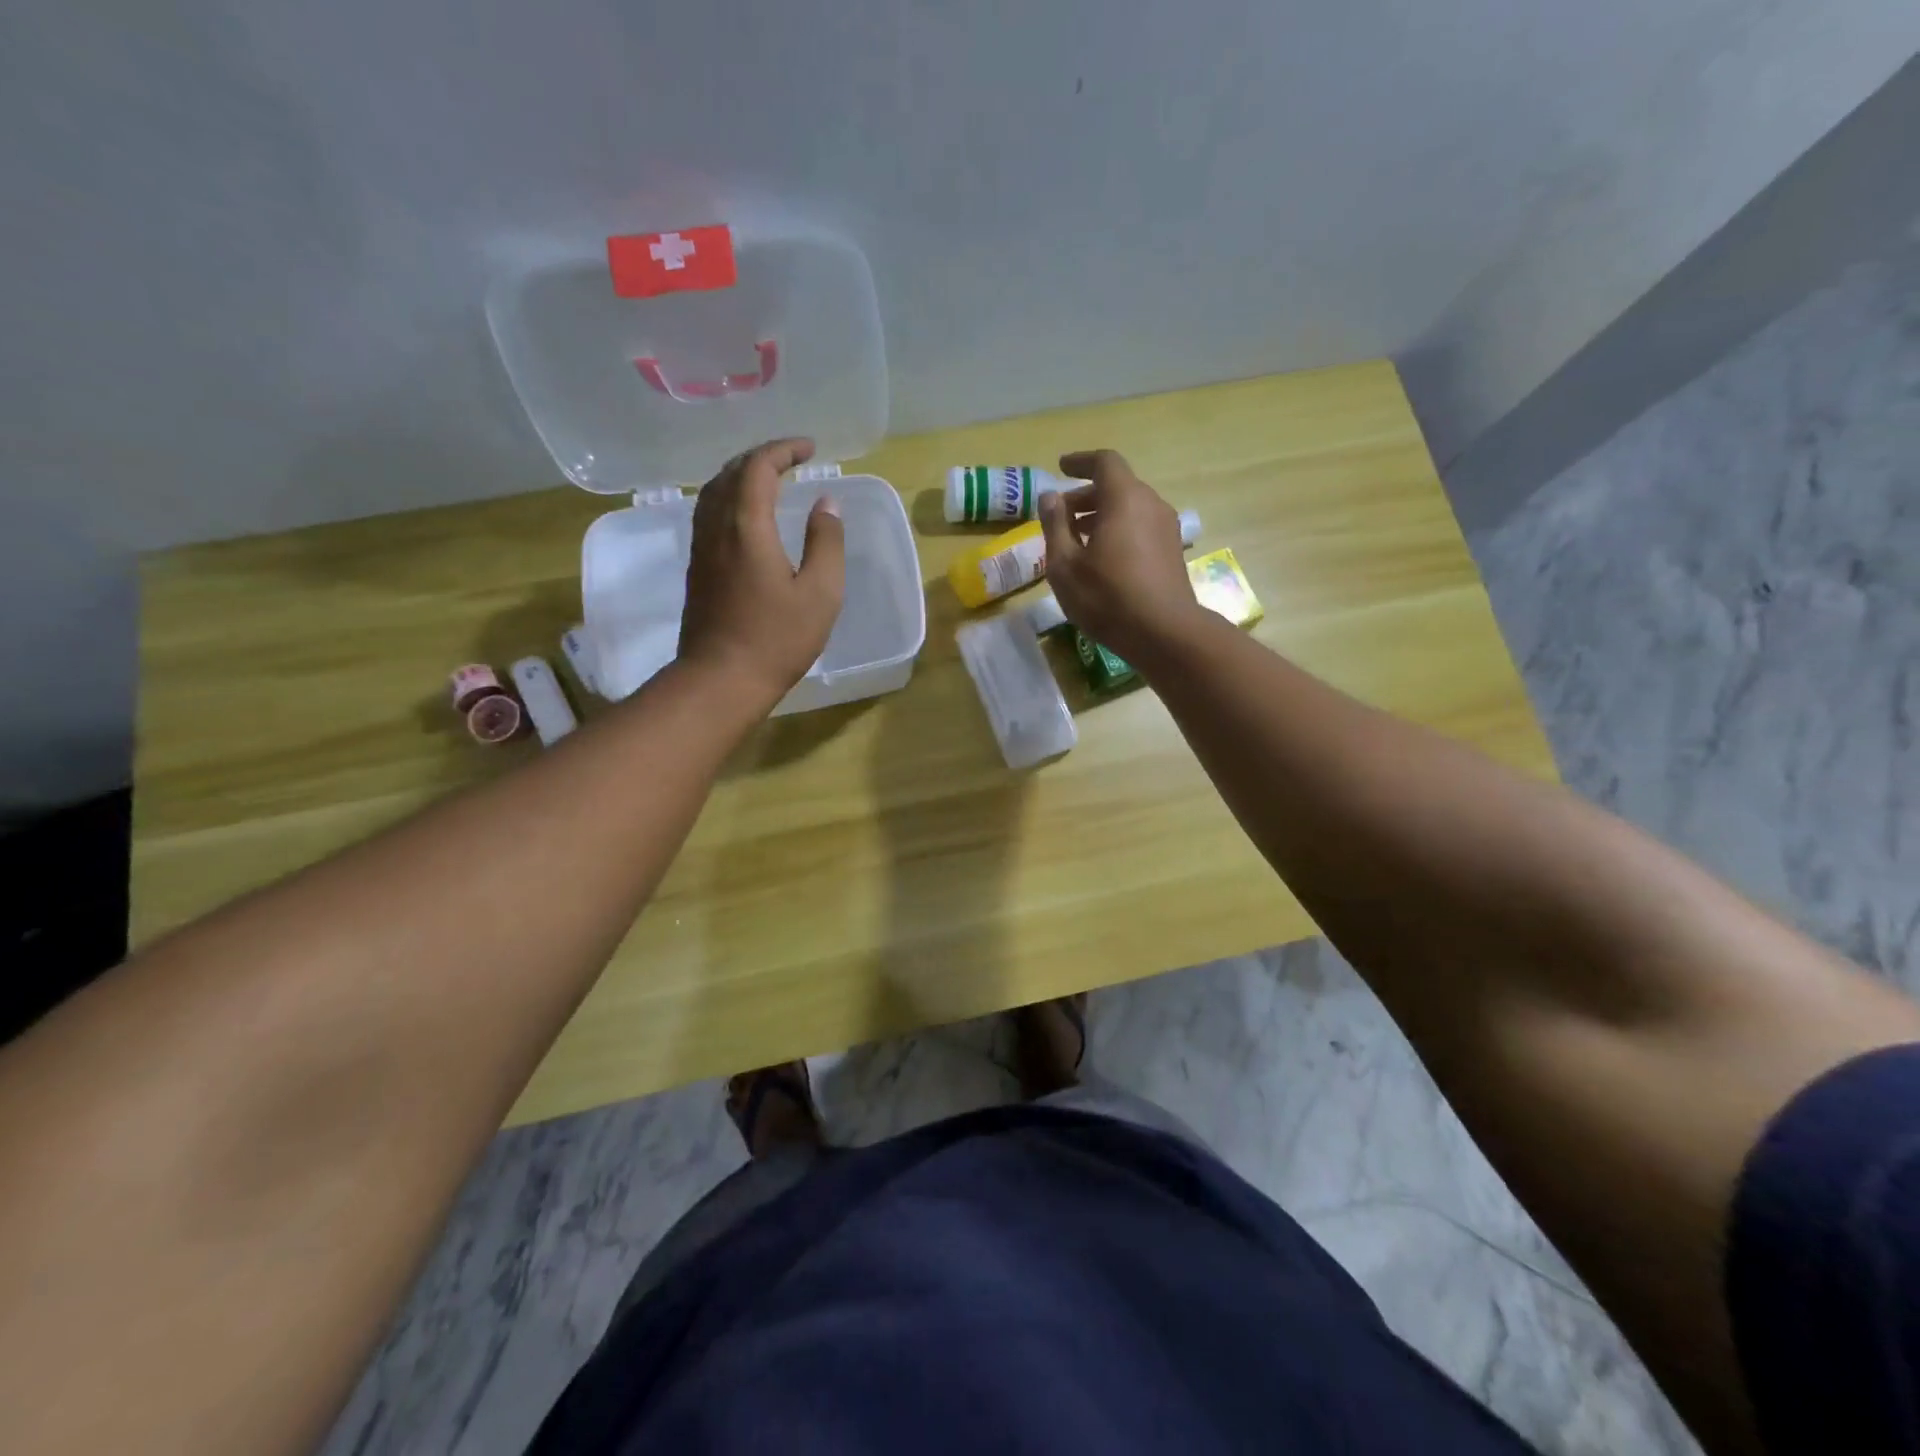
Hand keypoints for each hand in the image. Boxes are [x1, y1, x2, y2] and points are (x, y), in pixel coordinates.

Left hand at [678, 438, 844, 707]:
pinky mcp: (697, 568)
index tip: (810, 449)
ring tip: (769, 479)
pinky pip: (708, 514)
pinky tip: (745, 516)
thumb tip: (826, 504)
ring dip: (741, 476)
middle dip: (762, 457)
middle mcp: (716, 528)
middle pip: (730, 473)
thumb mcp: (820, 593)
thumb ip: (826, 543)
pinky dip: (729, 498)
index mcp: (746, 527)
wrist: (720, 679)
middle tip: (791, 459)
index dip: (783, 450)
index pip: (758, 468)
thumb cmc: (777, 639)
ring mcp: (701, 548)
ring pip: (713, 492)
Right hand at [1038, 449, 1199, 661]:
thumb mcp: (1065, 565)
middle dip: (1085, 496)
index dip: (1080, 462)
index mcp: (1124, 499)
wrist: (1165, 633)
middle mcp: (1151, 504)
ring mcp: (1166, 528)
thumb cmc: (1108, 597)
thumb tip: (1050, 497)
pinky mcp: (1172, 551)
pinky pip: (1140, 527)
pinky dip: (1118, 531)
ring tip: (1076, 541)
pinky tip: (1101, 560)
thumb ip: (1055, 525)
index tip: (1060, 468)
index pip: (1104, 462)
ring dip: (1101, 516)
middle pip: (1117, 486)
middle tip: (1059, 517)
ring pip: (1130, 508)